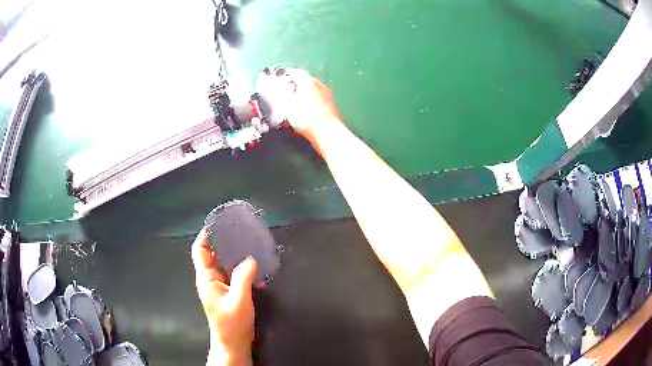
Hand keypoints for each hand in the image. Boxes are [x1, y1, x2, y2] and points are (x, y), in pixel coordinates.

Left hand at [191, 228, 256, 365]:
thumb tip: (250, 259)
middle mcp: (210, 279)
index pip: (200, 250)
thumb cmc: (232, 324)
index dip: (206, 235)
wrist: (233, 343)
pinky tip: (254, 265)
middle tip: (238, 230)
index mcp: (206, 278)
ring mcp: (219, 286)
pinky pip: (232, 273)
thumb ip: (243, 279)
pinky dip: (240, 266)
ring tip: (248, 244)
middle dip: (222, 241)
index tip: (218, 224)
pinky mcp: (228, 291)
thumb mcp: (239, 301)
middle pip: (212, 254)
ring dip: (233, 254)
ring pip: (223, 263)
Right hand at [255, 67, 342, 147]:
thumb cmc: (306, 118)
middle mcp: (319, 84)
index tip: (278, 79)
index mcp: (308, 81)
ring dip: (303, 93)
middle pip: (304, 80)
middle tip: (284, 91)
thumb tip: (279, 93)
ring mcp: (327, 95)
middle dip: (294, 85)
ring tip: (293, 101)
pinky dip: (310, 101)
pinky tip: (304, 110)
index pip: (295, 73)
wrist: (328, 133)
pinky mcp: (331, 106)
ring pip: (312, 90)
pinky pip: (317, 99)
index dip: (285, 75)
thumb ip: (282, 97)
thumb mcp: (287, 107)